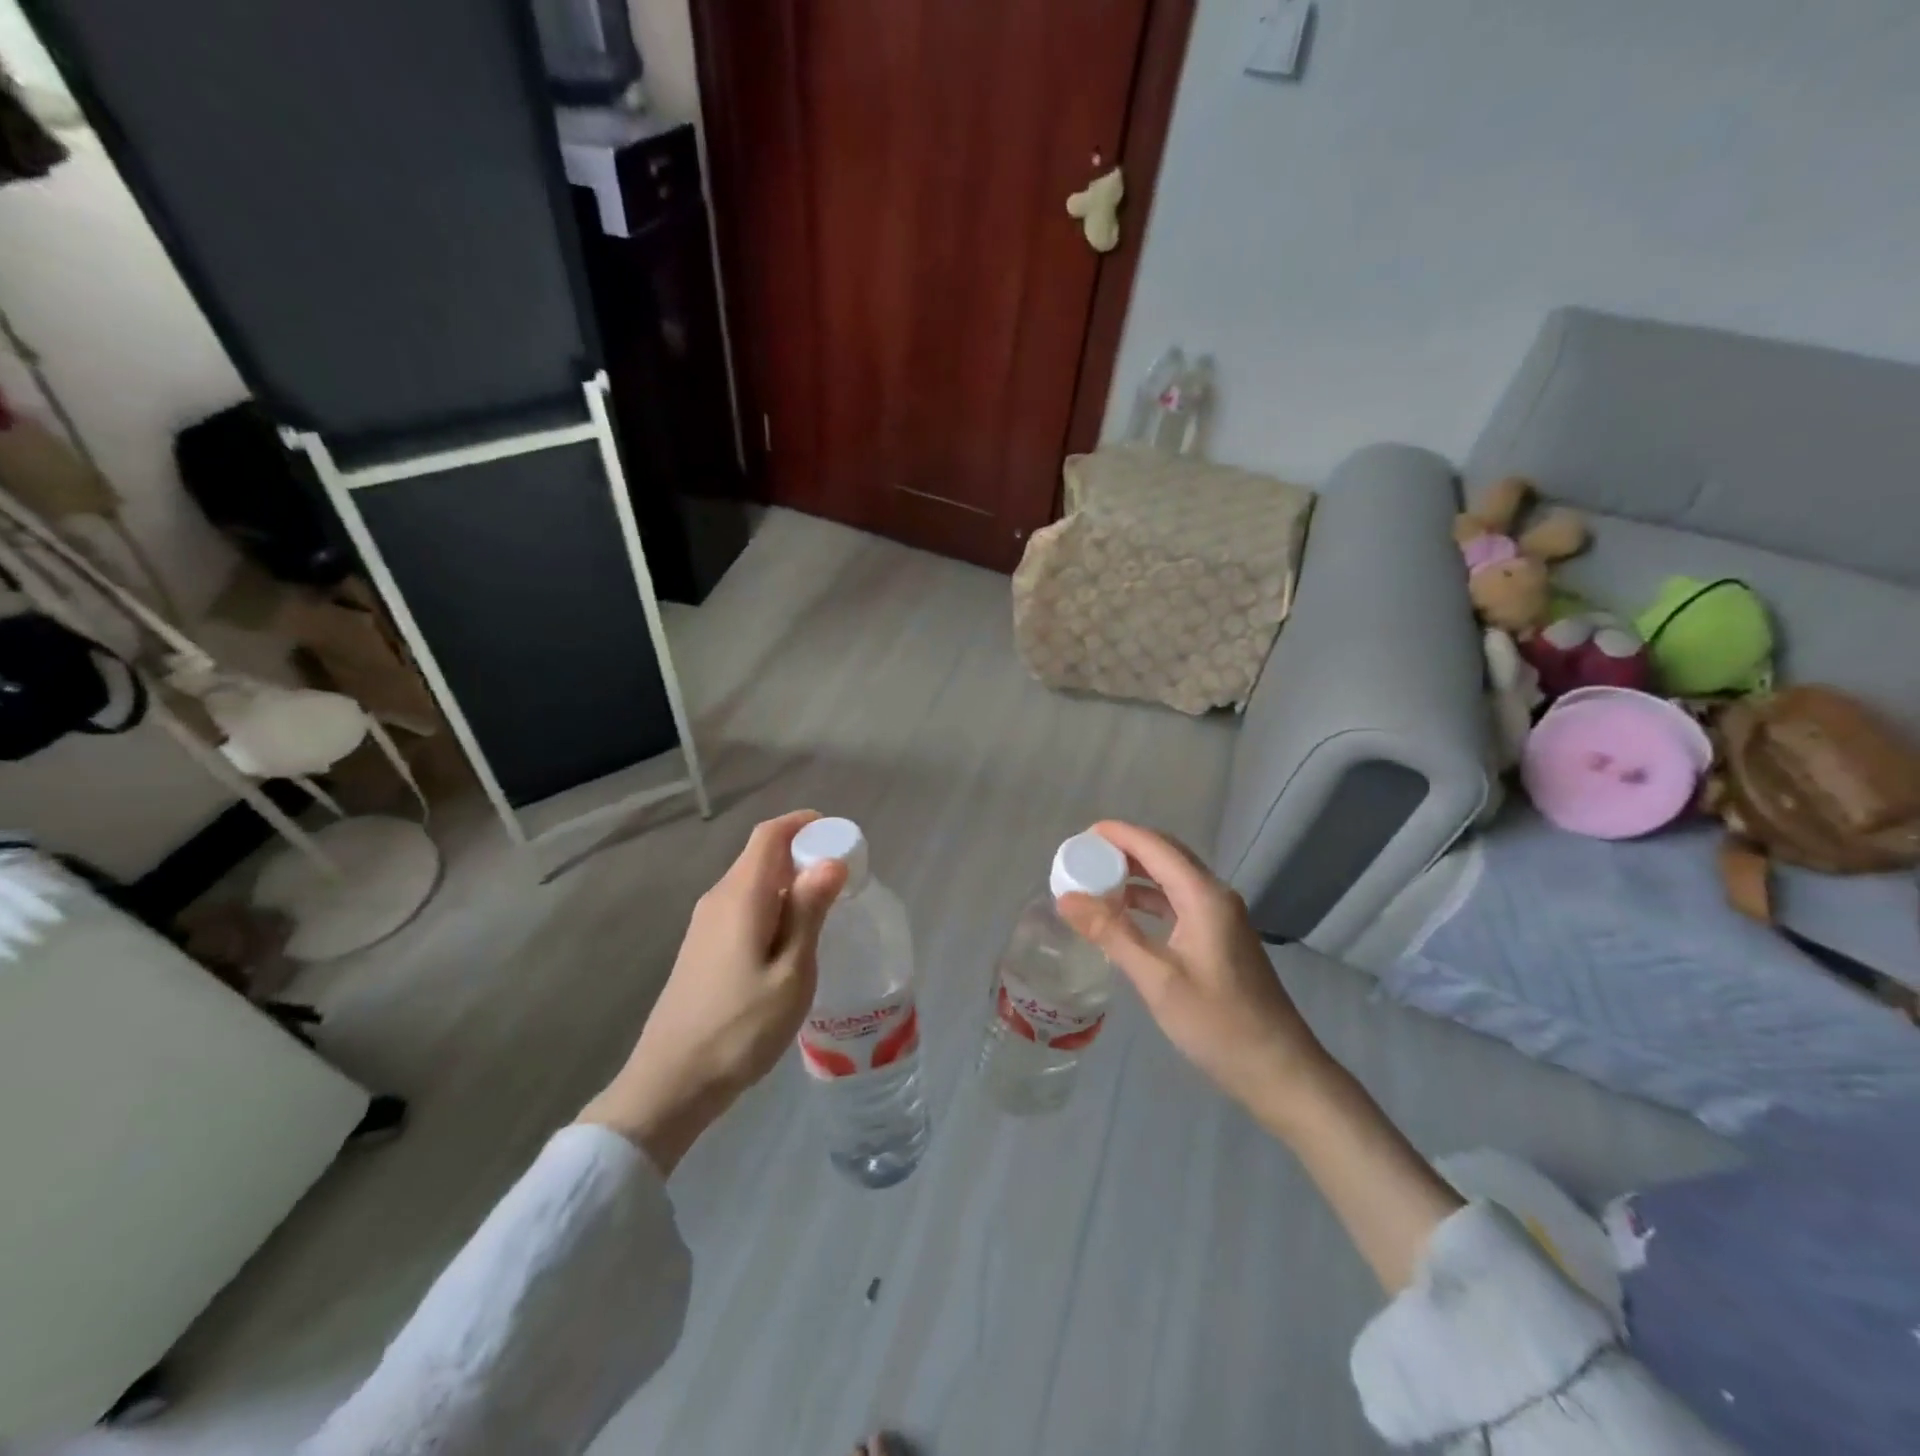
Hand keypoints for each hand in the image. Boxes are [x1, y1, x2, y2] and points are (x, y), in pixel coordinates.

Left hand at [579, 810, 846, 1173]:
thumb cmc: (739, 1028)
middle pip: (762, 857)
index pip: (769, 835)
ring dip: (790, 885)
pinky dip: (774, 908)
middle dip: (803, 855)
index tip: (838, 833)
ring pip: (753, 885)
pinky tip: (793, 942)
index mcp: (740, 896)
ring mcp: (705, 926)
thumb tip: (829, 861)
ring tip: (827, 911)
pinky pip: (744, 909)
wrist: (670, 1084)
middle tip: (845, 879)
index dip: (803, 823)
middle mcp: (718, 900)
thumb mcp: (790, 972)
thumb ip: (808, 912)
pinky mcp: (703, 950)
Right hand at [1062, 822, 1463, 1291]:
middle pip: (1165, 855)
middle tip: (1082, 857)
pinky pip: (1178, 902)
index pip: (1155, 847)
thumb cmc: (1218, 1024)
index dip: (1118, 834)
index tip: (1079, 835)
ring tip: (1094, 882)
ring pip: (1172, 879)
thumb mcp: (1158, 979)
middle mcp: (1215, 897)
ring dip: (1135, 875)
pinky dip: (1149, 900)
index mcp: (1204, 897)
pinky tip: (1124, 914)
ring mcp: (1221, 918)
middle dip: (1123, 850)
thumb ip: (1112, 933)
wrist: (1280, 1070)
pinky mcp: (1220, 938)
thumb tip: (1066, 898)